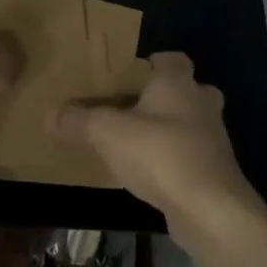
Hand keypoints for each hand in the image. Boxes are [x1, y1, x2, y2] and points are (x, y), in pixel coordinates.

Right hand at [51, 52, 266, 246]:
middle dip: (164, 97)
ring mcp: (214, 138)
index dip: (153, 63)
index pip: (172, 58)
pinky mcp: (216, 170)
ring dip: (170, 130)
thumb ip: (79, 120)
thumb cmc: (159, 153)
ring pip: (191, 123)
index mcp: (178, 82)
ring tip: (137, 142)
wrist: (209, 208)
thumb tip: (50, 114)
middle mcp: (201, 102)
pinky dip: (174, 159)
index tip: (131, 74)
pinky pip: (192, 154)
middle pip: (186, 89)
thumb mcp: (108, 132)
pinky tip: (151, 173)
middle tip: (134, 108)